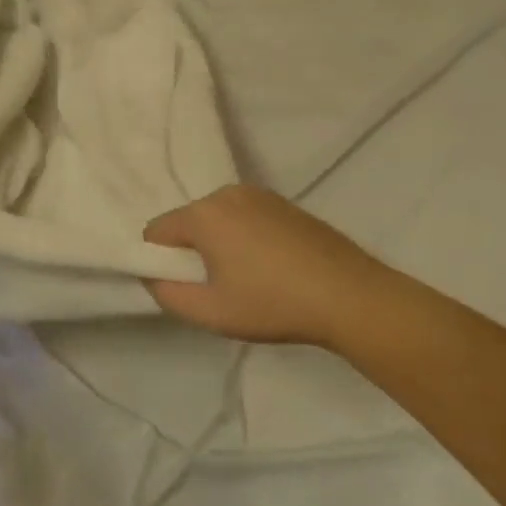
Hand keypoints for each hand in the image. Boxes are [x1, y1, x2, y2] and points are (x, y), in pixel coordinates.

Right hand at [143, 184, 397, 346]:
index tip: (188, 287)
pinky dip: (245, 237)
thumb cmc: (273, 304)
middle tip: (220, 287)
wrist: (351, 296)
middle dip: (192, 251)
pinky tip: (272, 266)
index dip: (161, 262)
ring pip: (217, 219)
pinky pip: (244, 216)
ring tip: (250, 278)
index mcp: (203, 214)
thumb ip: (166, 293)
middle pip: (187, 222)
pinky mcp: (284, 203)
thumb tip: (153, 276)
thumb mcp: (210, 312)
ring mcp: (259, 194)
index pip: (156, 231)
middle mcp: (226, 193)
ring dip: (219, 243)